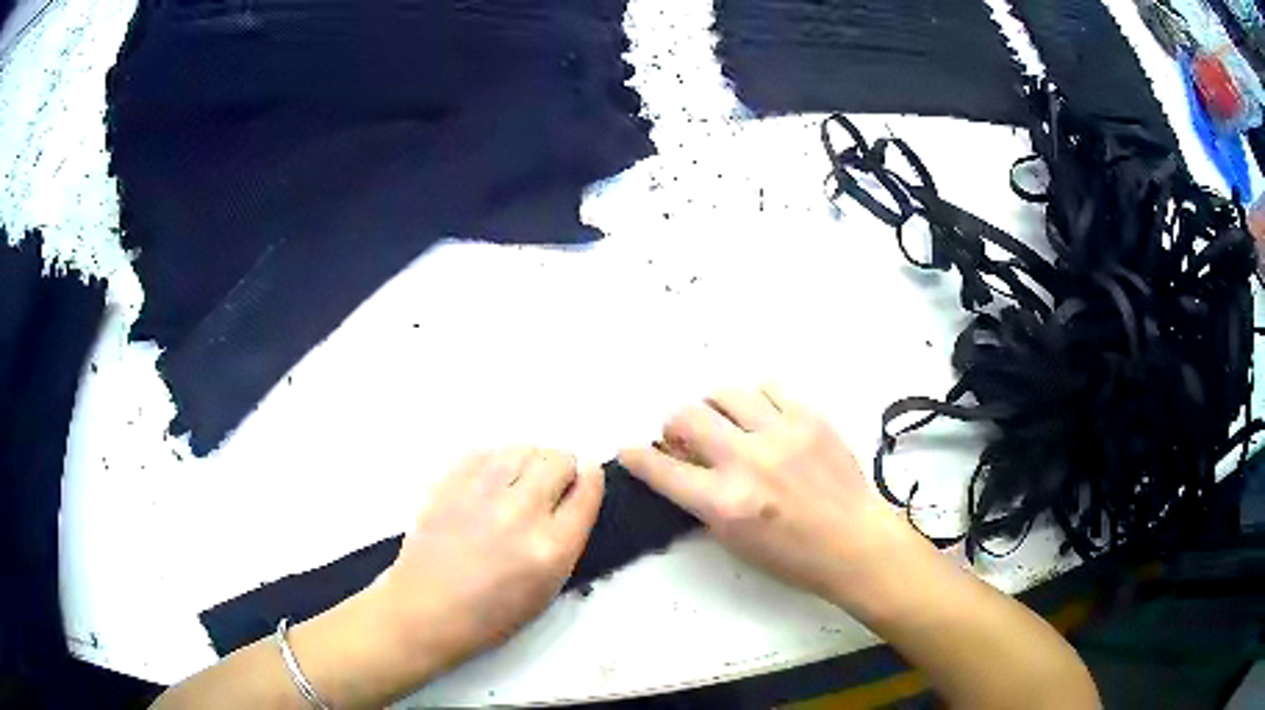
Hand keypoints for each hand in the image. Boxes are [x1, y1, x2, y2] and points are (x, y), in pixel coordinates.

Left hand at [380, 448, 603, 669]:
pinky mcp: (450, 484)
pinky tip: (488, 484)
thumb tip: (570, 503)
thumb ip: (565, 544)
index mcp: (552, 547)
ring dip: (529, 462)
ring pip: (523, 449)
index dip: (591, 480)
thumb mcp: (546, 591)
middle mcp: (521, 512)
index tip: (586, 480)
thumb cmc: (489, 615)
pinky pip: (485, 452)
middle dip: (562, 470)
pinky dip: (495, 462)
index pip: (587, 489)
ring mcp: (482, 494)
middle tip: (550, 487)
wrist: (425, 610)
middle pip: (559, 460)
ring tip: (517, 483)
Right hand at [620, 385, 922, 602]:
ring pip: (725, 393)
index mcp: (725, 502)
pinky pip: (769, 389)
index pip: (661, 469)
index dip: (637, 457)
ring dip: (714, 408)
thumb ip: (703, 501)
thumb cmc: (793, 556)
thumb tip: (682, 468)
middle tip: (686, 439)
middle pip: (687, 416)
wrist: (855, 541)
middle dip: (675, 427)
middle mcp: (748, 460)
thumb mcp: (735, 541)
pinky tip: (764, 419)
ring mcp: (781, 433)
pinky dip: (756, 402)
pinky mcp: (809, 417)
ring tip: (727, 424)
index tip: (631, 450)